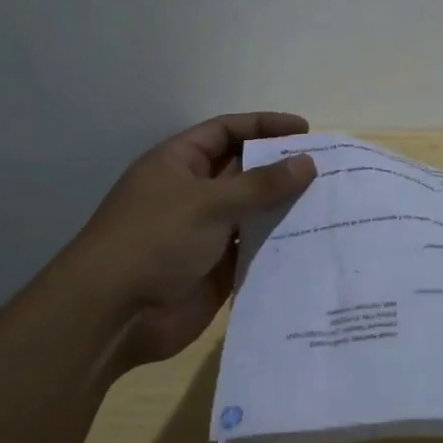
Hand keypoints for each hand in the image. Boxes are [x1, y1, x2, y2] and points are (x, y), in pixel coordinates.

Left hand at [58, 112, 317, 366]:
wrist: (112, 317)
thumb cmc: (154, 240)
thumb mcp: (209, 203)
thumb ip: (262, 184)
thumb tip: (308, 163)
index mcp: (180, 163)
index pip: (227, 131)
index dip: (264, 126)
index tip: (305, 130)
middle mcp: (193, 193)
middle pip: (244, 170)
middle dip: (281, 167)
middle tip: (327, 167)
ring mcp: (205, 231)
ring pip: (253, 210)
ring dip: (285, 206)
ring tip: (330, 201)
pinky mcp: (217, 268)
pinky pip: (254, 248)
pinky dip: (279, 243)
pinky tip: (313, 240)